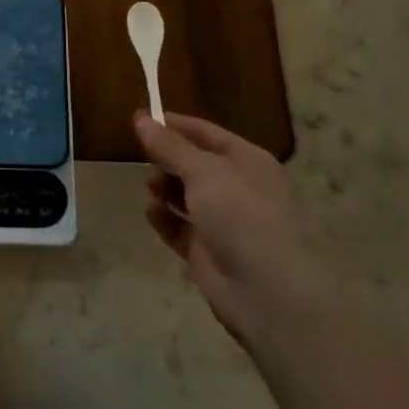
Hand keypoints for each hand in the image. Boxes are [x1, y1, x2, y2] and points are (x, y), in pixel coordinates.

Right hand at [136, 110, 333, 355]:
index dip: (175, 125)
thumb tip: (140, 117)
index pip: (206, 133)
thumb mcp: (202, 170)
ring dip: (164, 187)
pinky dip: (164, 218)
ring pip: (185, 194)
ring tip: (151, 188)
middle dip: (167, 159)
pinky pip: (179, 226)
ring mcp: (224, 221)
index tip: (141, 119)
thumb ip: (168, 145)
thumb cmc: (241, 214)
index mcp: (247, 160)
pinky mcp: (208, 251)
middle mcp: (237, 187)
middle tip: (144, 159)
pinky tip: (153, 214)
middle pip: (193, 163)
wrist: (268, 292)